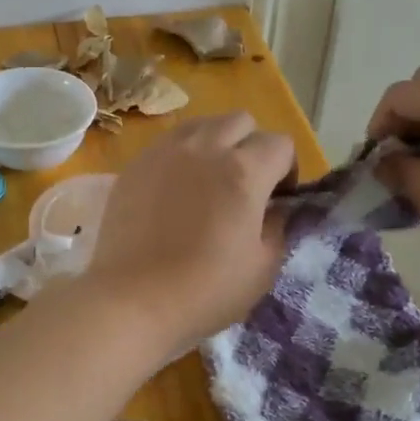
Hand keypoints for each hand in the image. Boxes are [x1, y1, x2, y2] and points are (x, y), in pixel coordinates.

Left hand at [85, 113, 295, 353]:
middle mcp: (205, 148)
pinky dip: (182, 155)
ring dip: (216, 143)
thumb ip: (278, 227)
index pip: (280, 144)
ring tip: (209, 180)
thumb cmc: (205, 290)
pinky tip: (175, 190)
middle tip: (245, 184)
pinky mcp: (136, 165)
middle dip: (252, 146)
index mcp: (243, 171)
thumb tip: (276, 208)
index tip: (279, 198)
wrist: (132, 299)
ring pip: (202, 124)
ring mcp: (165, 152)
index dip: (287, 169)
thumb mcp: (263, 267)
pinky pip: (168, 143)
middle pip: (241, 121)